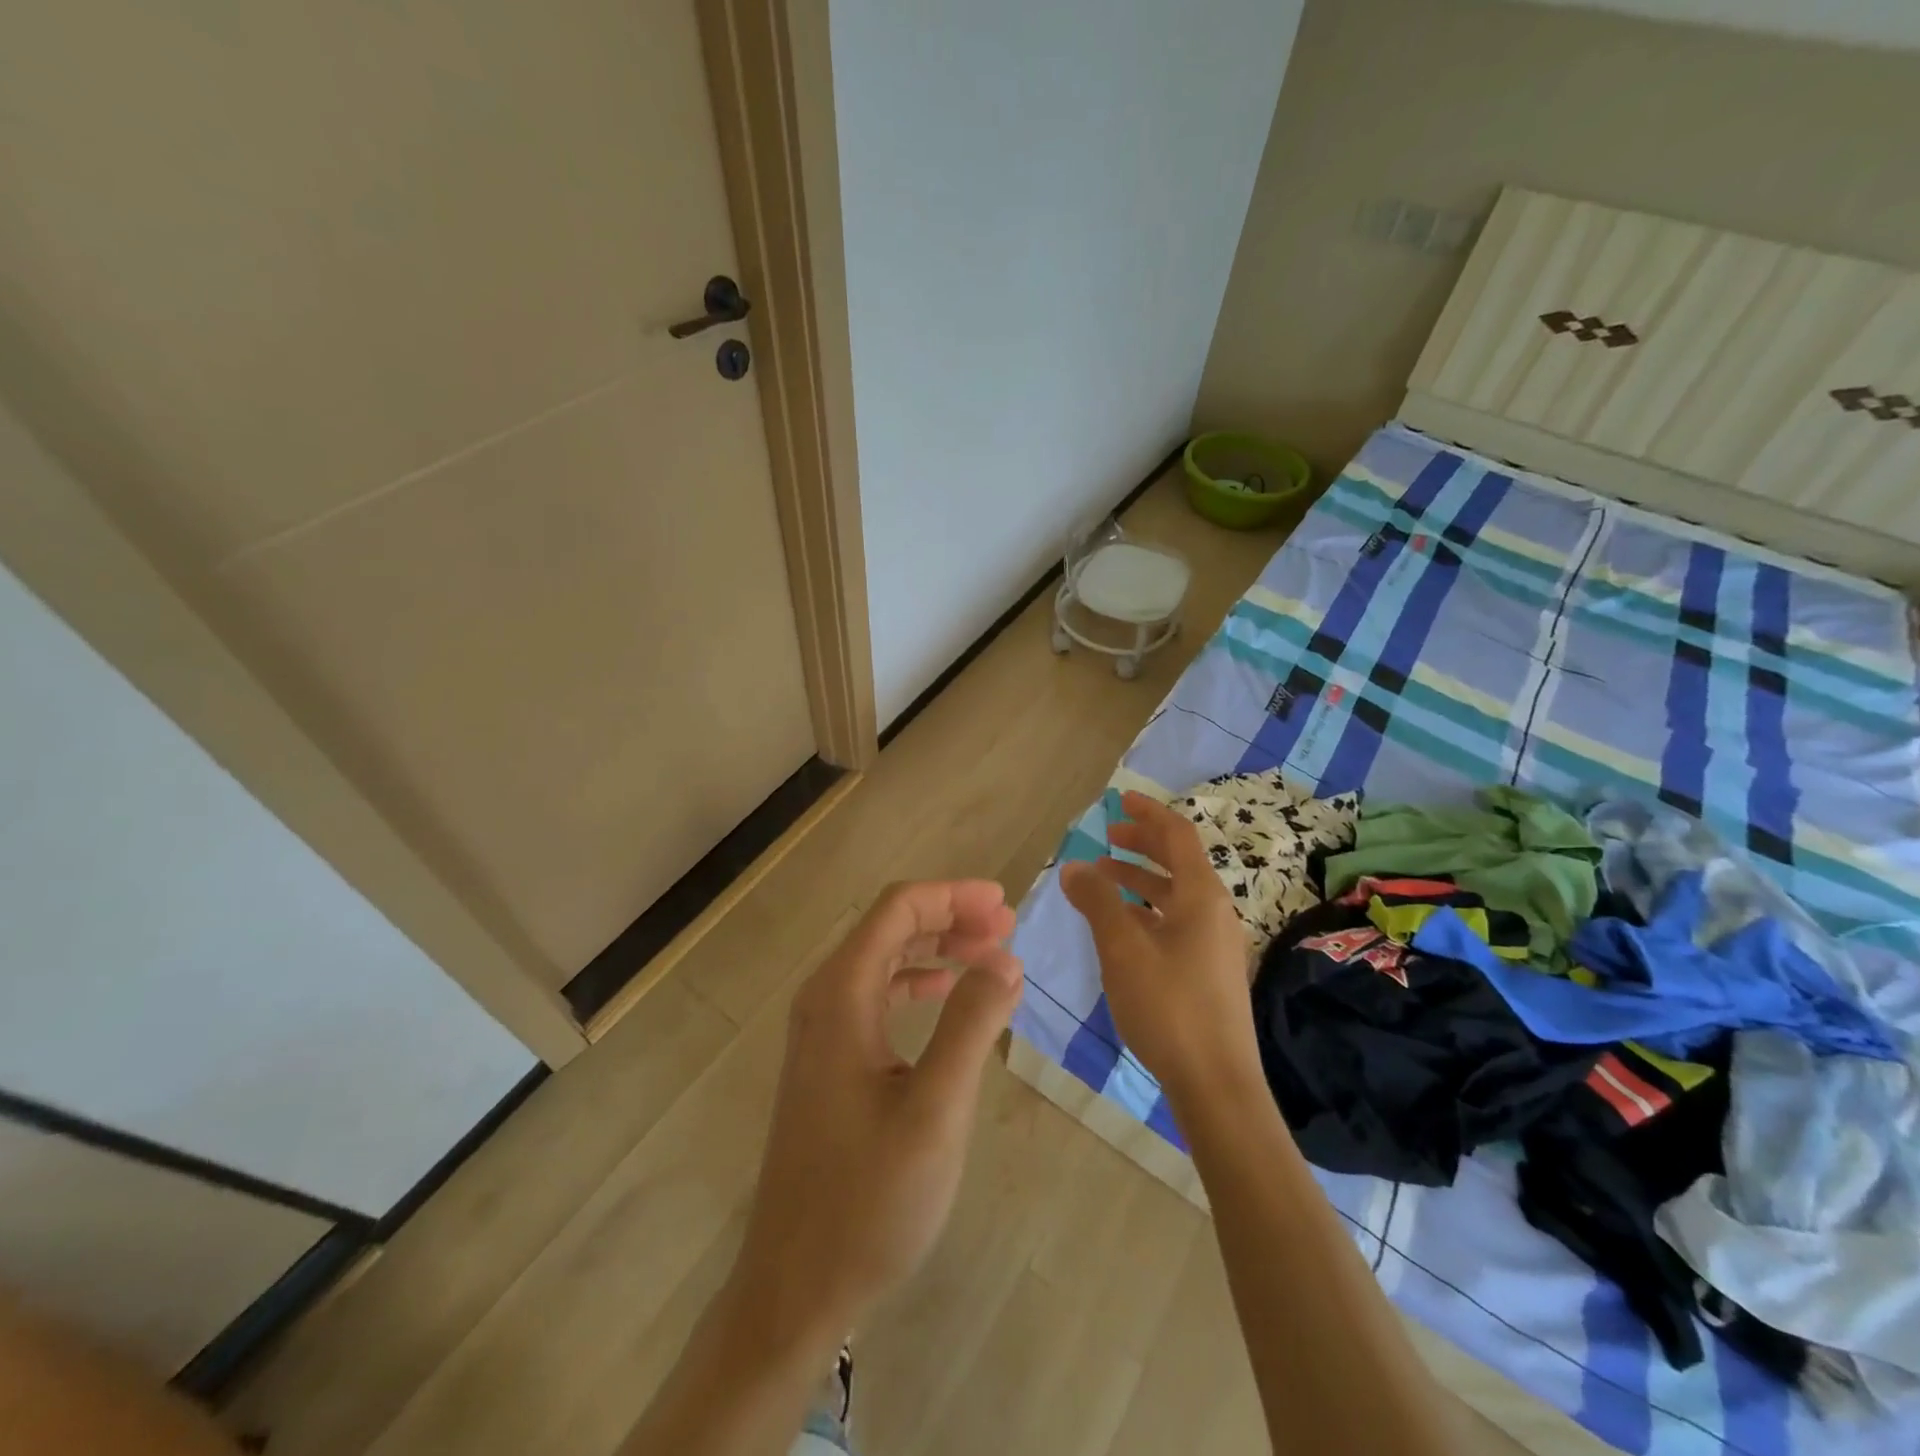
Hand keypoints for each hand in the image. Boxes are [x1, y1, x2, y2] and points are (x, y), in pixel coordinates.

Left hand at [729, 880, 1023, 1346]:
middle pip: (889, 928)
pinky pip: (877, 995)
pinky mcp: (830, 1061)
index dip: (952, 896)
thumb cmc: (868, 1200)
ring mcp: (823, 1031)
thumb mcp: (935, 1111)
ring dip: (937, 948)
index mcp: (841, 996)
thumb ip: (970, 1026)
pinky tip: (947, 993)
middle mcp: (825, 1000)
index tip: (1004, 904)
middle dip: (950, 917)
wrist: (796, 1286)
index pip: (897, 910)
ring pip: (883, 960)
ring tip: (990, 953)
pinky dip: (918, 982)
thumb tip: (1006, 959)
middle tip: (1007, 927)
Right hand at [1060, 792, 1263, 1106]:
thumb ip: (1097, 901)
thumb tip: (1074, 867)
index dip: (1148, 814)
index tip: (1119, 802)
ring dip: (1140, 879)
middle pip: (1178, 861)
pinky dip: (1147, 910)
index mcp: (1201, 895)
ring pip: (1175, 894)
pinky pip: (1176, 921)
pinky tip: (1121, 926)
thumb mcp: (1122, 948)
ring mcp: (1215, 942)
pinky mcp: (1209, 970)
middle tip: (1107, 837)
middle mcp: (1214, 911)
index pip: (1177, 835)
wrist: (1217, 1084)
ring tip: (1102, 879)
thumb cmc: (1169, 1006)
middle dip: (1142, 845)